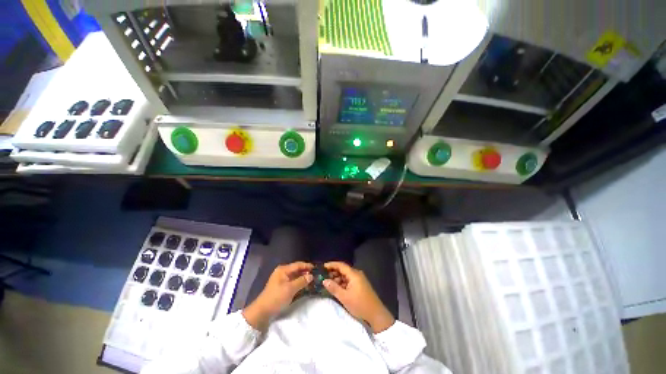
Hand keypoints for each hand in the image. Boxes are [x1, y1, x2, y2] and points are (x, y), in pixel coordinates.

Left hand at [243, 262, 312, 329]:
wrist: (262, 311)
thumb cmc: (276, 297)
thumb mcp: (290, 289)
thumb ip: (302, 281)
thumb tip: (311, 276)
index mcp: (283, 270)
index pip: (298, 265)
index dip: (307, 266)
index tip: (317, 268)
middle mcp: (283, 272)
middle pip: (297, 269)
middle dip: (306, 272)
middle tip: (316, 274)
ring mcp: (282, 279)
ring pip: (296, 276)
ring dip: (303, 277)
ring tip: (313, 279)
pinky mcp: (282, 286)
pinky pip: (293, 281)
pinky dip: (299, 282)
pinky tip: (306, 285)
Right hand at [323, 262, 394, 332]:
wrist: (376, 315)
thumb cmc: (360, 305)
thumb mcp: (344, 297)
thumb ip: (333, 288)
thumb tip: (324, 280)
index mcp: (354, 274)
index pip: (341, 265)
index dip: (331, 265)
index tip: (322, 267)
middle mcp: (357, 274)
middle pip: (343, 270)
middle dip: (333, 272)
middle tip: (323, 276)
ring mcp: (359, 280)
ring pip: (345, 276)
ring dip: (337, 278)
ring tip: (328, 283)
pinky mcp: (360, 285)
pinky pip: (349, 280)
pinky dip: (342, 283)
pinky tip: (336, 288)